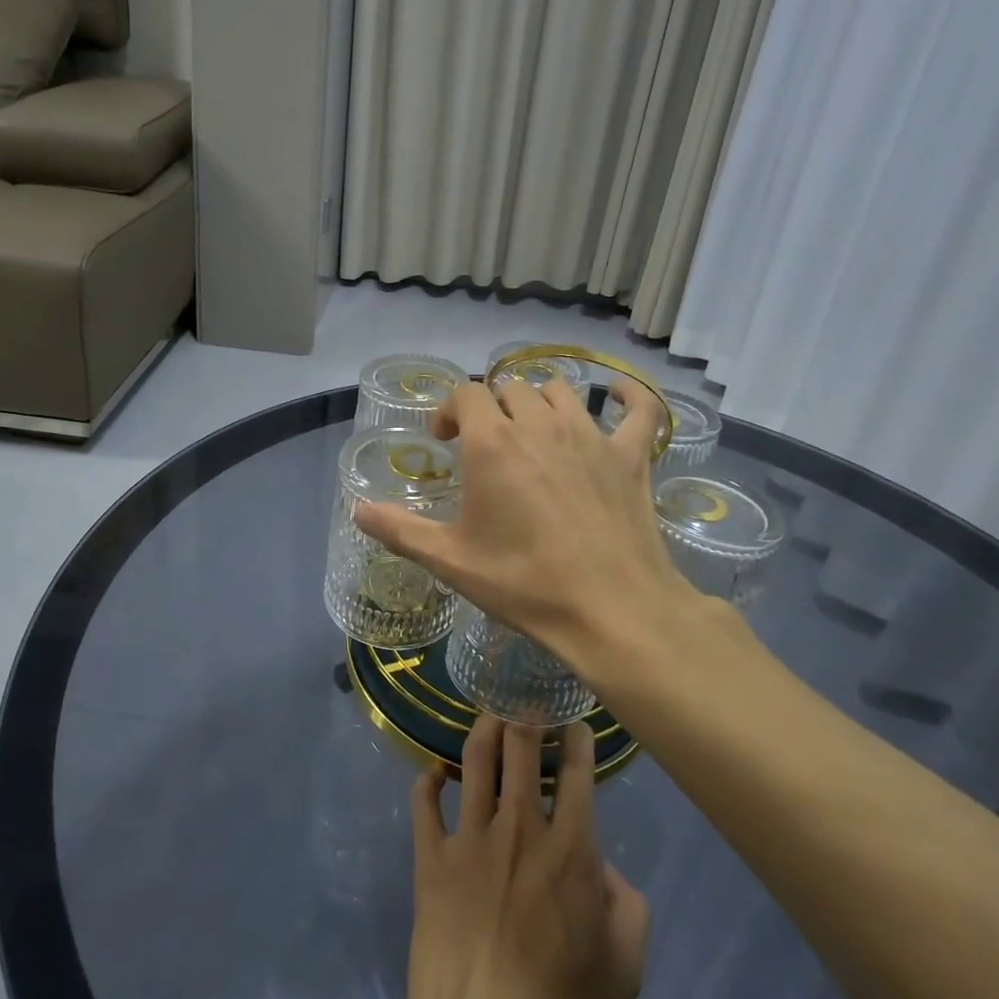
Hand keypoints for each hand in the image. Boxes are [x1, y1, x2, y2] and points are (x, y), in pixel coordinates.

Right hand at [355, 377, 710, 676]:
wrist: (611, 610)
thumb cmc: (524, 583)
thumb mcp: (451, 561)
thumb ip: (400, 531)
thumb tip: (358, 512)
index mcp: (493, 443)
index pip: (466, 395)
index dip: (450, 410)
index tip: (445, 441)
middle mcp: (540, 424)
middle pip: (511, 389)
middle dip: (492, 409)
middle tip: (487, 447)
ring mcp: (591, 435)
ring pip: (560, 392)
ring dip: (540, 403)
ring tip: (534, 432)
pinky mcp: (631, 455)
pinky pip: (640, 408)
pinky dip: (628, 396)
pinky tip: (617, 395)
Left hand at [403, 716, 648, 998]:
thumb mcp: (626, 966)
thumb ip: (627, 904)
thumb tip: (604, 866)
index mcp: (571, 847)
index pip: (577, 771)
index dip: (577, 737)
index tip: (574, 721)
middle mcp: (520, 826)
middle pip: (521, 747)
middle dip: (526, 713)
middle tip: (526, 699)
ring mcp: (470, 837)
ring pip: (474, 759)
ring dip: (483, 729)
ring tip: (488, 715)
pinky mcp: (431, 857)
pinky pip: (423, 803)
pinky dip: (428, 780)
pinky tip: (435, 771)